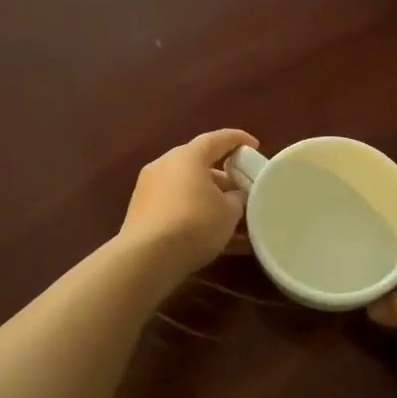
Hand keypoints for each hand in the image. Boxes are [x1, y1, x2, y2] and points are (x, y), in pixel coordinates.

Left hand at [117, 129, 258, 277]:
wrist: (147, 258)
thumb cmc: (195, 223)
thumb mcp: (229, 211)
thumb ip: (236, 198)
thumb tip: (232, 197)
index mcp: (187, 156)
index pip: (217, 139)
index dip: (238, 140)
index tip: (254, 145)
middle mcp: (165, 166)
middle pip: (200, 167)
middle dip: (225, 180)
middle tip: (245, 193)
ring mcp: (150, 191)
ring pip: (189, 191)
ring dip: (211, 203)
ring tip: (235, 223)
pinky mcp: (142, 215)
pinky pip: (177, 210)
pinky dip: (196, 219)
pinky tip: (216, 241)